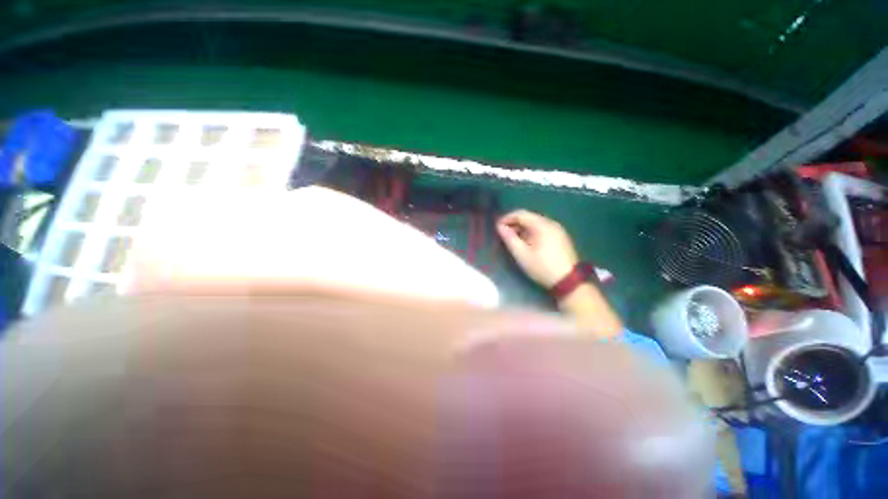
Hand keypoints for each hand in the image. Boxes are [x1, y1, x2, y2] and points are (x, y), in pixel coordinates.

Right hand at [496, 210, 578, 287]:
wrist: (568, 281)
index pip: (520, 214)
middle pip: (528, 217)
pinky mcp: (560, 236)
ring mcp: (557, 229)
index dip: (506, 218)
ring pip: (535, 223)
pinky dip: (531, 232)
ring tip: (513, 239)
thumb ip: (509, 238)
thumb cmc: (542, 267)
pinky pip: (542, 228)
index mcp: (542, 225)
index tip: (497, 227)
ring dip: (522, 228)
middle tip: (503, 234)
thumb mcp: (522, 254)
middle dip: (514, 223)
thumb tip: (500, 227)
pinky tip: (526, 243)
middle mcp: (551, 222)